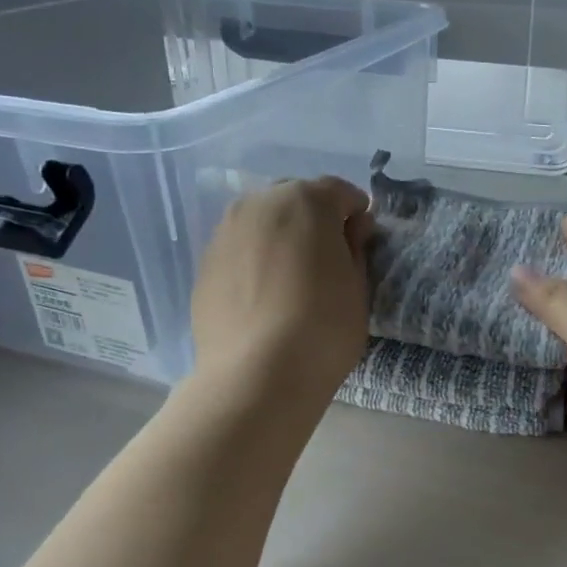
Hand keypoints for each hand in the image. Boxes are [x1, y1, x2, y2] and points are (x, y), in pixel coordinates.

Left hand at [191, 178, 374, 404]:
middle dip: (315, 220)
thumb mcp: (358, 287)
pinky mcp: (205, 263)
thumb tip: (353, 227)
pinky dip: (256, 261)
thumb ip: (356, 247)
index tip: (361, 244)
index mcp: (306, 201)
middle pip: (296, 200)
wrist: (257, 375)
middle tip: (327, 261)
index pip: (340, 192)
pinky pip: (241, 250)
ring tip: (293, 280)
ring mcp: (226, 231)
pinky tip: (265, 297)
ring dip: (282, 238)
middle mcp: (260, 204)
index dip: (356, 215)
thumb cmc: (324, 328)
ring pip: (263, 222)